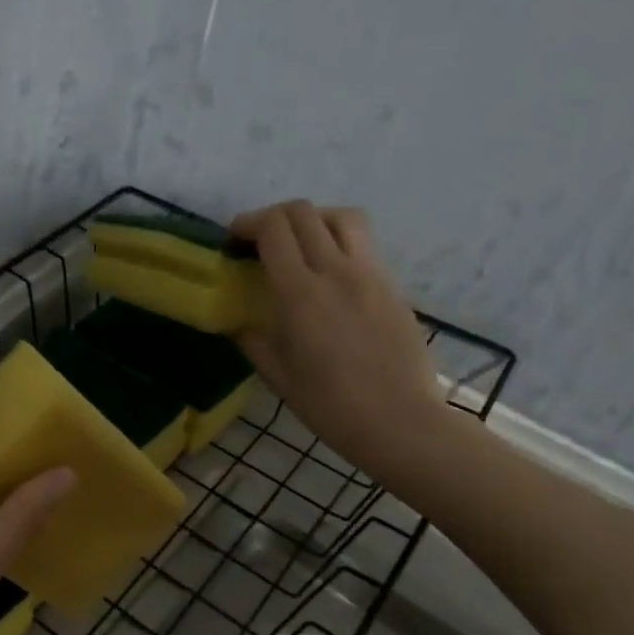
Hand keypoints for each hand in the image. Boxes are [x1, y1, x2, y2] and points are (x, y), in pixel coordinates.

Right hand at [232, 201, 448, 487]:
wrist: (400, 421)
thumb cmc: (330, 405)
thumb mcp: (278, 376)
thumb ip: (252, 341)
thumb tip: (237, 323)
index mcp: (300, 293)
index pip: (274, 229)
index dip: (248, 223)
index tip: (233, 239)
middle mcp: (336, 271)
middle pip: (304, 212)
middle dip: (273, 217)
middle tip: (259, 240)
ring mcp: (370, 274)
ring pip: (341, 217)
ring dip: (312, 219)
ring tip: (299, 243)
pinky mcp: (392, 285)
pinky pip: (363, 244)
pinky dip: (338, 241)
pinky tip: (329, 272)